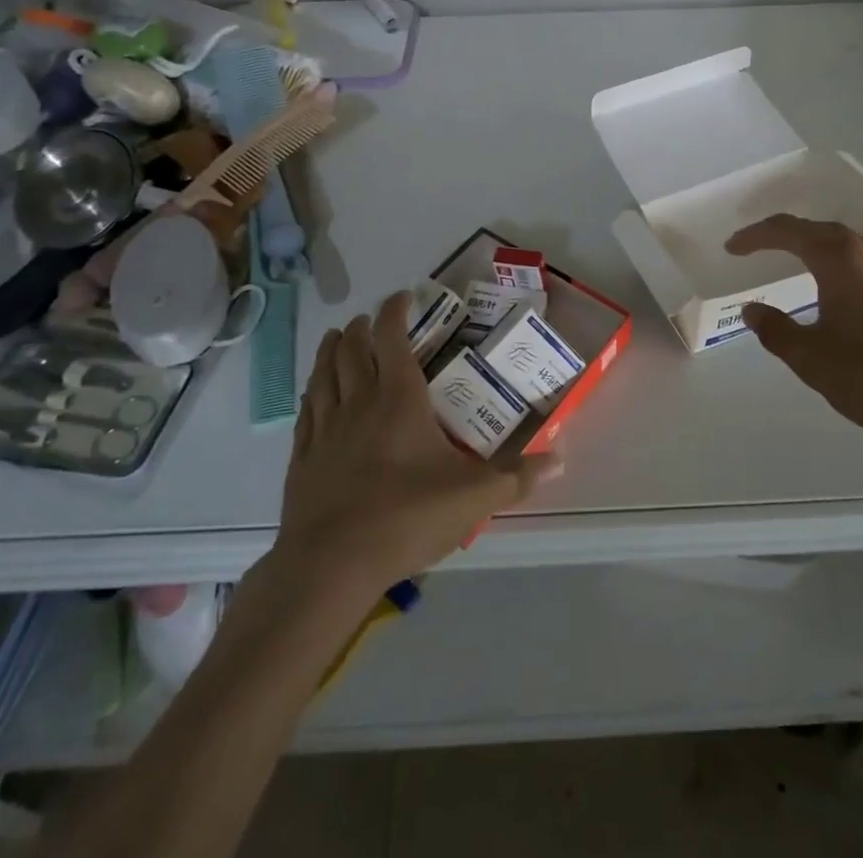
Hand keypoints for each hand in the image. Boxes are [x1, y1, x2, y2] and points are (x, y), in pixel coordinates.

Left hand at [272, 292, 557, 592]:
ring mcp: (326, 429)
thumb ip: (517, 477)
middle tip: (369, 319)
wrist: (331, 565)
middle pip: (352, 349)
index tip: (402, 296)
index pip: (392, 338)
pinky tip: (313, 392)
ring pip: (324, 374)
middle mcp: (359, 402)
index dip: (395, 311)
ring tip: (335, 337)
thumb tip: (560, 458)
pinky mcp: (302, 458)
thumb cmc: (406, 518)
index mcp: (398, 399)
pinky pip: (306, 410)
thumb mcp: (473, 498)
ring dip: (330, 350)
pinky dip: (311, 391)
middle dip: (360, 327)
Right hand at [725, 215, 862, 463]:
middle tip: (754, 250)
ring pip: (843, 244)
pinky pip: (861, 261)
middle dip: (781, 236)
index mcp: (839, 257)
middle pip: (816, 230)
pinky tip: (832, 289)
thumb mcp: (813, 359)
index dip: (754, 237)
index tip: (731, 248)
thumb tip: (752, 310)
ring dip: (811, 248)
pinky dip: (835, 264)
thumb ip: (776, 330)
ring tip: (789, 262)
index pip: (786, 230)